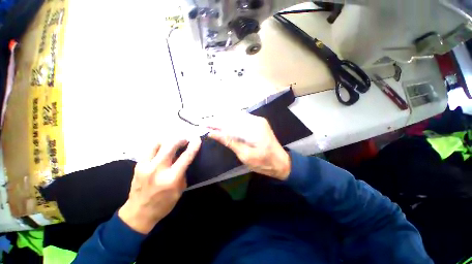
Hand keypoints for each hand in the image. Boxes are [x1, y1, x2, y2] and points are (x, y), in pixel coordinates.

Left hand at [118, 138, 200, 233]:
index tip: (197, 139)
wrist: (138, 213)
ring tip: (173, 143)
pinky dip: (159, 145)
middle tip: (185, 140)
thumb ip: (183, 172)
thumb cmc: (164, 203)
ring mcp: (145, 166)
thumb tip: (185, 158)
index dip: (193, 146)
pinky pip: (149, 148)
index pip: (185, 157)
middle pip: (170, 146)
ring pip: (158, 144)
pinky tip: (163, 147)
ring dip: (169, 141)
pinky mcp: (138, 165)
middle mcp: (158, 170)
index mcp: (171, 178)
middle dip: (180, 140)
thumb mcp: (180, 190)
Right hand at [208, 113, 290, 179]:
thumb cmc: (264, 162)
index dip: (216, 123)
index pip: (230, 122)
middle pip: (233, 117)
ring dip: (225, 121)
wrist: (282, 163)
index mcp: (254, 127)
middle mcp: (256, 120)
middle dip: (219, 120)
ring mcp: (258, 121)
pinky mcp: (258, 124)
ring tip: (213, 125)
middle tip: (206, 125)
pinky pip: (242, 120)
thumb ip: (229, 141)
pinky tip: (225, 126)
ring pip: (237, 117)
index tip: (204, 124)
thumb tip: (213, 133)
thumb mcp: (245, 155)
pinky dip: (232, 123)